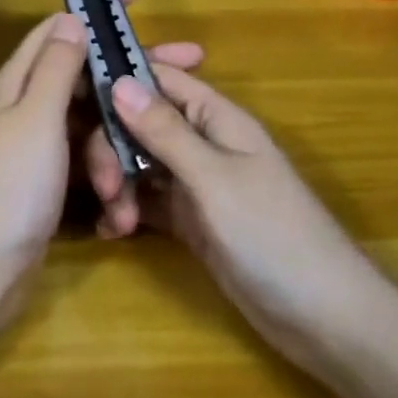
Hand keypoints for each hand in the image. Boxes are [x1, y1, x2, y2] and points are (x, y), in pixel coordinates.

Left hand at [0, 0, 201, 314]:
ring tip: (134, 181)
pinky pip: (91, 164)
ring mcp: (42, 146)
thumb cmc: (10, 186)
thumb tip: (72, 18)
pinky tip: (123, 207)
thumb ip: (57, 67)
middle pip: (89, 76)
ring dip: (121, 148)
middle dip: (133, 76)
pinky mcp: (52, 182)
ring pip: (96, 125)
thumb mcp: (37, 116)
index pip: (61, 27)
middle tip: (191, 65)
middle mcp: (30, 106)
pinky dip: (109, 179)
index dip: (97, 8)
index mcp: (21, 81)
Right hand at [105, 68, 371, 373]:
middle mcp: (202, 142)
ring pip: (138, 162)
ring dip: (117, 184)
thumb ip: (165, 132)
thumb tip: (119, 80)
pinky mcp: (189, 220)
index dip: (120, 77)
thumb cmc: (274, 235)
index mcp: (216, 117)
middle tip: (103, 187)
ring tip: (114, 221)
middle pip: (140, 123)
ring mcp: (195, 182)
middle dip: (113, 147)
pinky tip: (111, 231)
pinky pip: (146, 201)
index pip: (160, 78)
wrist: (323, 320)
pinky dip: (126, 210)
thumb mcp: (214, 179)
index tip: (74, 91)